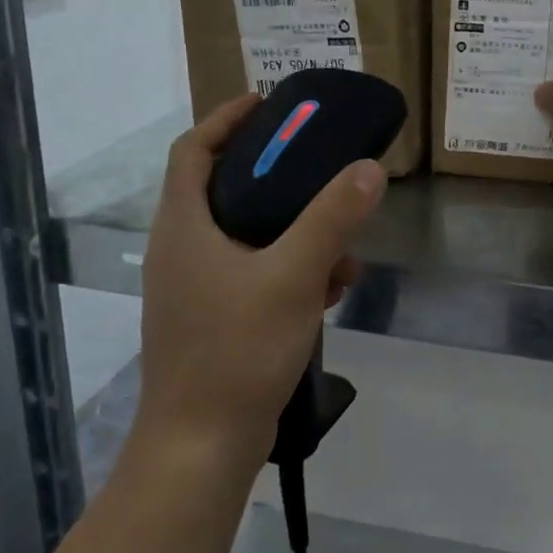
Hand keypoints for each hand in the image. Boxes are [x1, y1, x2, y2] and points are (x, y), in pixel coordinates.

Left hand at [132, 95, 385, 462]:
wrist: (201, 450)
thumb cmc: (236, 352)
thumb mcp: (293, 276)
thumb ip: (332, 218)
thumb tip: (369, 168)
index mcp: (184, 226)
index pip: (193, 148)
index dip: (227, 118)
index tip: (269, 102)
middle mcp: (183, 248)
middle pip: (224, 186)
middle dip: (276, 173)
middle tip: (319, 162)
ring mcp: (196, 286)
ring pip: (247, 233)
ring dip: (294, 227)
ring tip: (341, 238)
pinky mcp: (215, 317)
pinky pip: (255, 271)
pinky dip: (291, 266)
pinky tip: (331, 288)